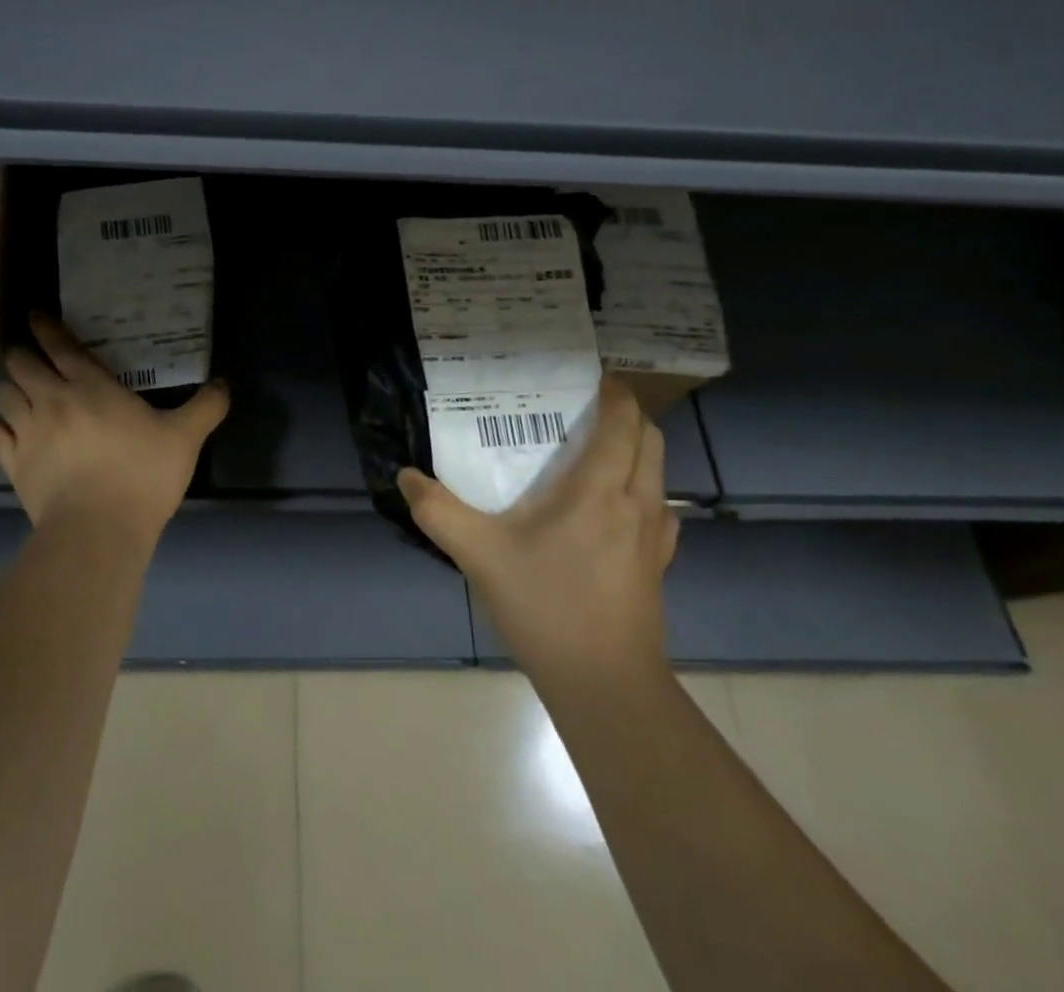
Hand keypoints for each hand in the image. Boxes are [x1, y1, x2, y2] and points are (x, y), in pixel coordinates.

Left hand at [0, 314, 230, 552]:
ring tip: (22, 394)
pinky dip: (0, 427)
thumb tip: (224, 384)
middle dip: (23, 355)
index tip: (36, 315)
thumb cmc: (142, 476)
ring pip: (2, 395)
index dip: (45, 326)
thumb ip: (206, 407)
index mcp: (90, 387)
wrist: (97, 531)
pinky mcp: (13, 465)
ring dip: (10, 389)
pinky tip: (12, 432)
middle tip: (34, 359)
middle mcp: (52, 400)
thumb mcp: (185, 438)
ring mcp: (28, 432)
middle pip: (20, 363)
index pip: (59, 345)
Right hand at [397, 378, 675, 680]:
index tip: (590, 377)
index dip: (614, 393)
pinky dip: (640, 492)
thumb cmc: (546, 606)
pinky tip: (610, 511)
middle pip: (650, 440)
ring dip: (636, 452)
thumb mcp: (478, 554)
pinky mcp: (658, 567)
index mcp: (600, 489)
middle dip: (626, 416)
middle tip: (584, 412)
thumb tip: (405, 476)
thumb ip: (438, 510)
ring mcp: (654, 538)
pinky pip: (658, 510)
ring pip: (658, 474)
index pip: (624, 422)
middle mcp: (637, 503)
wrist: (605, 686)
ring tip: (595, 454)